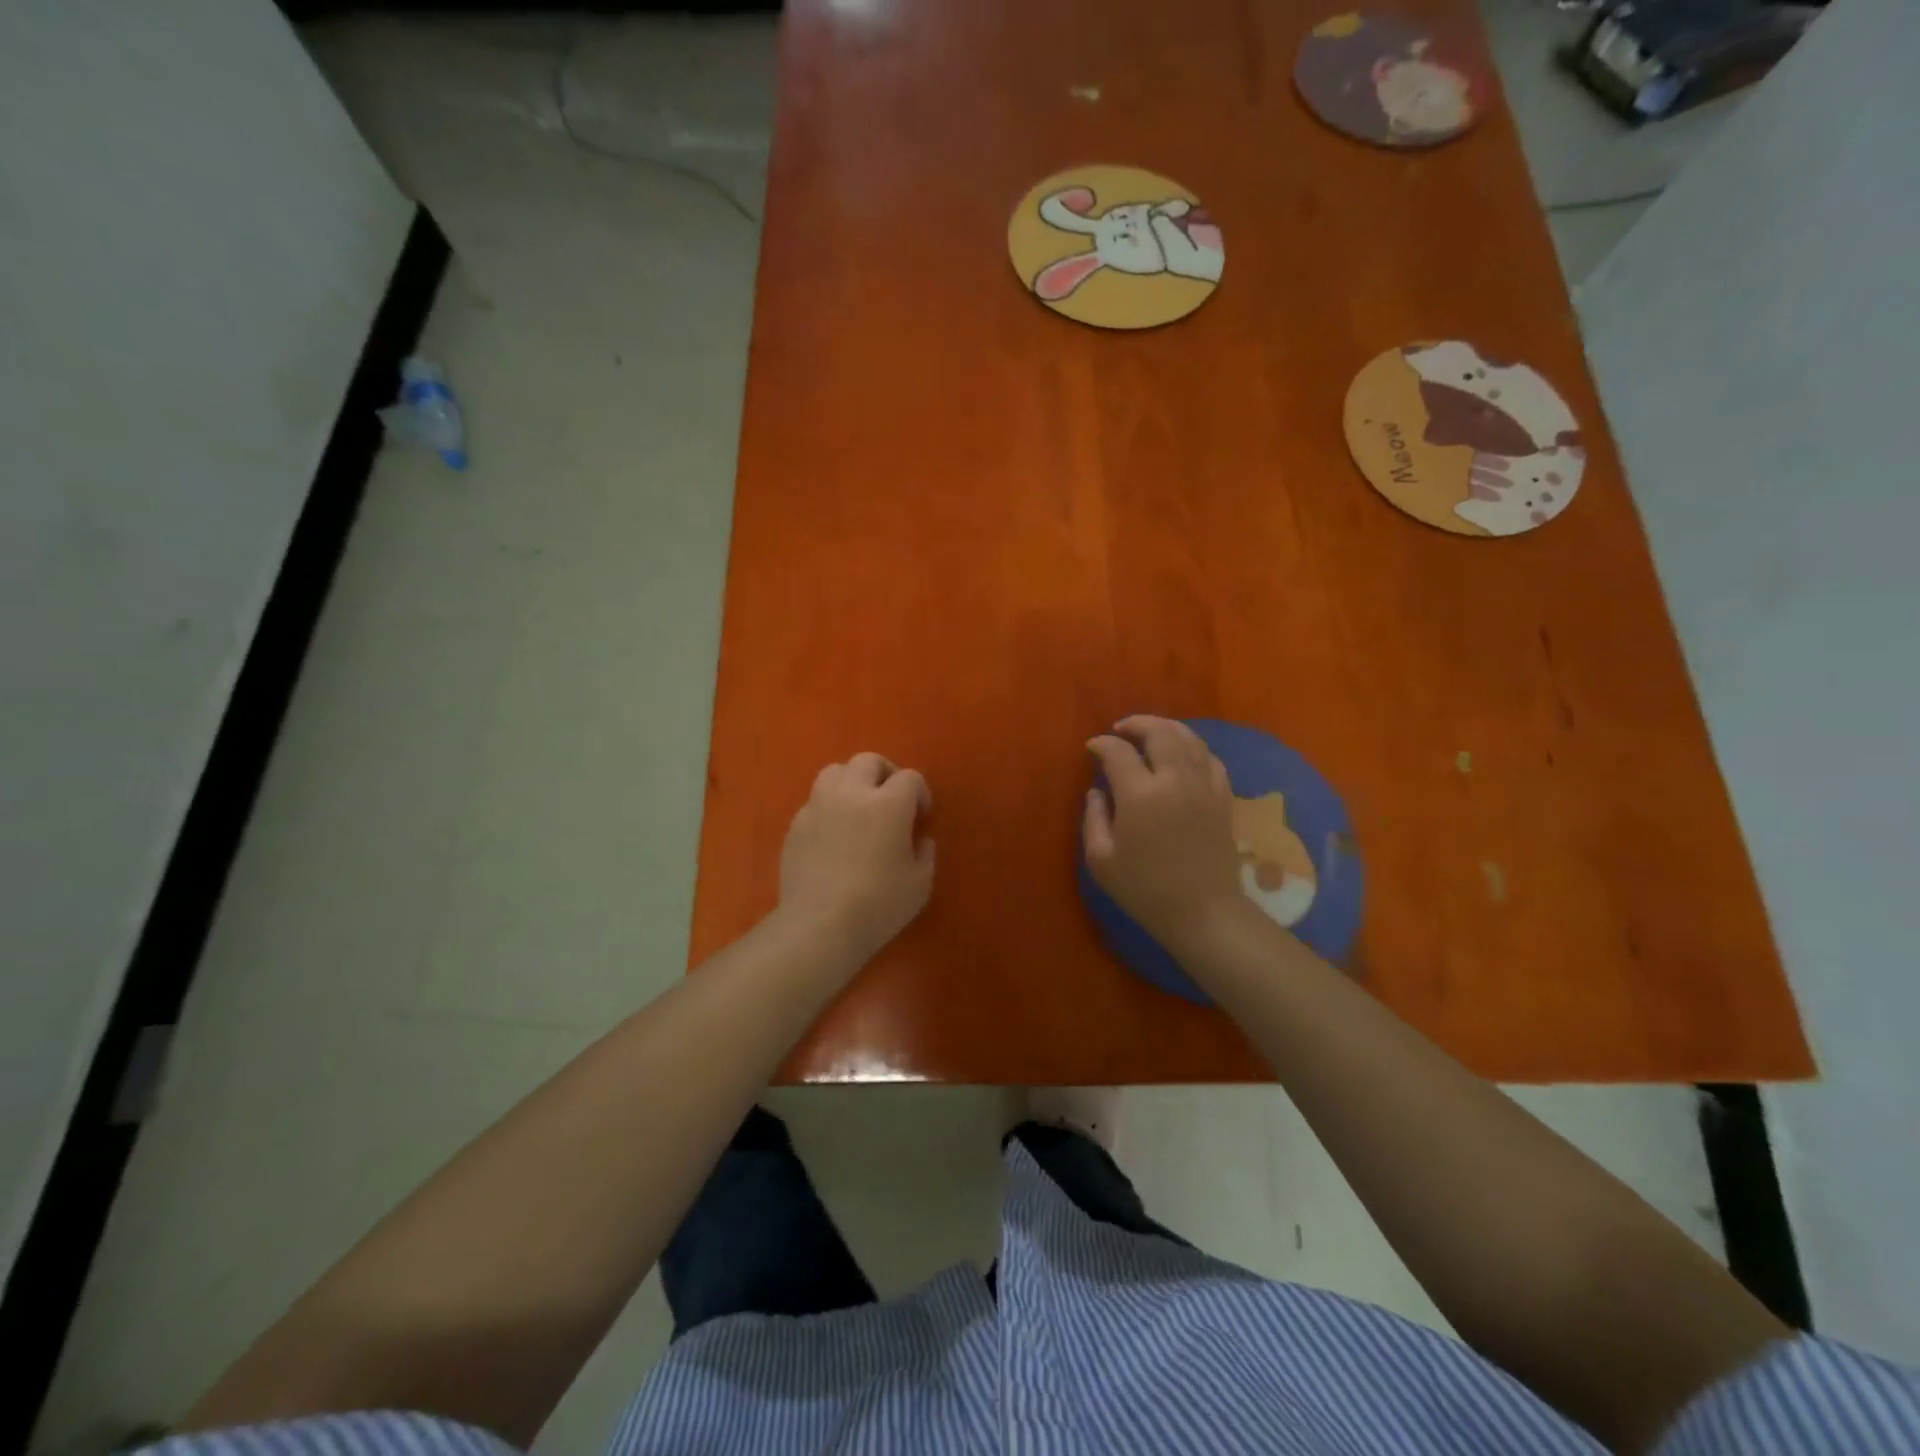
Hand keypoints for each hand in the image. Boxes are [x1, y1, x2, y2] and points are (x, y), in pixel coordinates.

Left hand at [778, 752, 934, 966]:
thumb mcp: (920, 883)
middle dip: (885, 774)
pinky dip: (829, 808)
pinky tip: (834, 835)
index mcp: (889, 803)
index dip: (920, 793)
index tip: (921, 816)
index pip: (910, 778)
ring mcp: (818, 806)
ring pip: (835, 772)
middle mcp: (852, 793)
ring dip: (852, 782)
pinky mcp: (796, 825)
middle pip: (869, 761)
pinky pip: (815, 802)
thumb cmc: (879, 905)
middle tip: (891, 801)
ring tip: (858, 808)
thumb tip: (919, 839)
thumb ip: (924, 853)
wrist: (820, 925)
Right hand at [1084, 717, 1245, 954]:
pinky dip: (1193, 747)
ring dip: (1166, 728)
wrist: (1203, 912)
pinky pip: (1210, 758)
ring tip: (1150, 731)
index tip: (1092, 747)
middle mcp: (1175, 780)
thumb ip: (1094, 818)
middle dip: (1137, 724)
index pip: (1118, 752)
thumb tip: (1097, 792)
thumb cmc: (1145, 890)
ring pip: (1189, 738)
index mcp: (1140, 795)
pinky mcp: (1223, 797)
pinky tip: (1183, 753)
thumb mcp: (1102, 859)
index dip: (1102, 744)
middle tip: (1121, 729)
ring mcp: (1204, 786)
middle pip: (1159, 733)